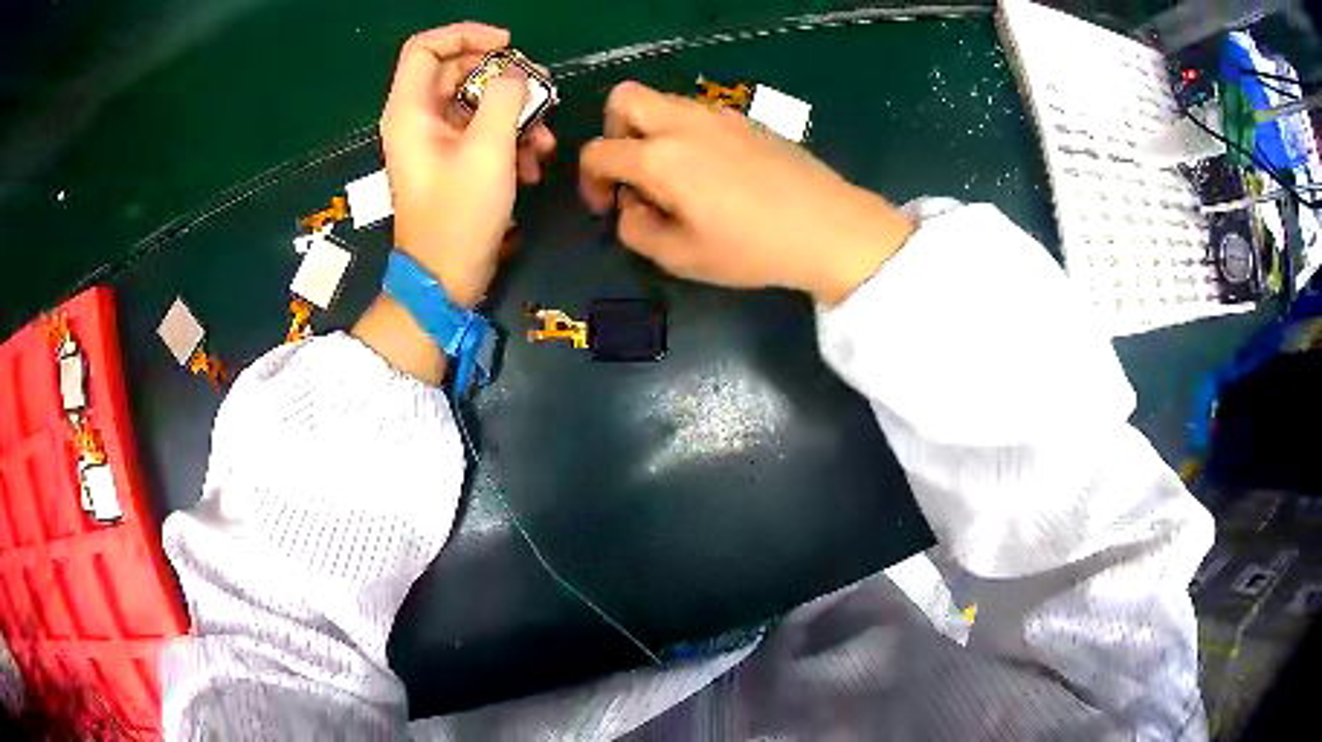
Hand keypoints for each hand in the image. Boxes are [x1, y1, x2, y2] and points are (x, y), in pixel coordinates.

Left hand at [381, 23, 555, 306]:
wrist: (445, 279)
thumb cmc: (460, 214)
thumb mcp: (488, 148)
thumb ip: (504, 97)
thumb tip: (514, 75)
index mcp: (411, 111)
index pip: (426, 47)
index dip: (466, 35)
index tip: (507, 45)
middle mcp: (417, 120)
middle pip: (458, 72)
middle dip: (504, 79)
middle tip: (541, 91)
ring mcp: (434, 142)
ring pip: (476, 103)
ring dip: (515, 114)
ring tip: (544, 140)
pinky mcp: (450, 162)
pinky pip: (480, 132)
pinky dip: (508, 139)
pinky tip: (533, 163)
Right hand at [579, 82, 914, 304]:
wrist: (828, 226)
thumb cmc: (752, 248)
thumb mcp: (681, 257)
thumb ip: (637, 231)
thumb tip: (630, 207)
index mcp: (659, 157)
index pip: (598, 152)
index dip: (589, 181)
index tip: (608, 206)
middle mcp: (682, 123)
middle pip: (623, 98)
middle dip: (613, 131)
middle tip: (631, 170)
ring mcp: (717, 115)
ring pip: (663, 102)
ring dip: (650, 130)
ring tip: (673, 176)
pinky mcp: (745, 119)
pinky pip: (697, 113)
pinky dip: (684, 132)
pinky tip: (710, 171)